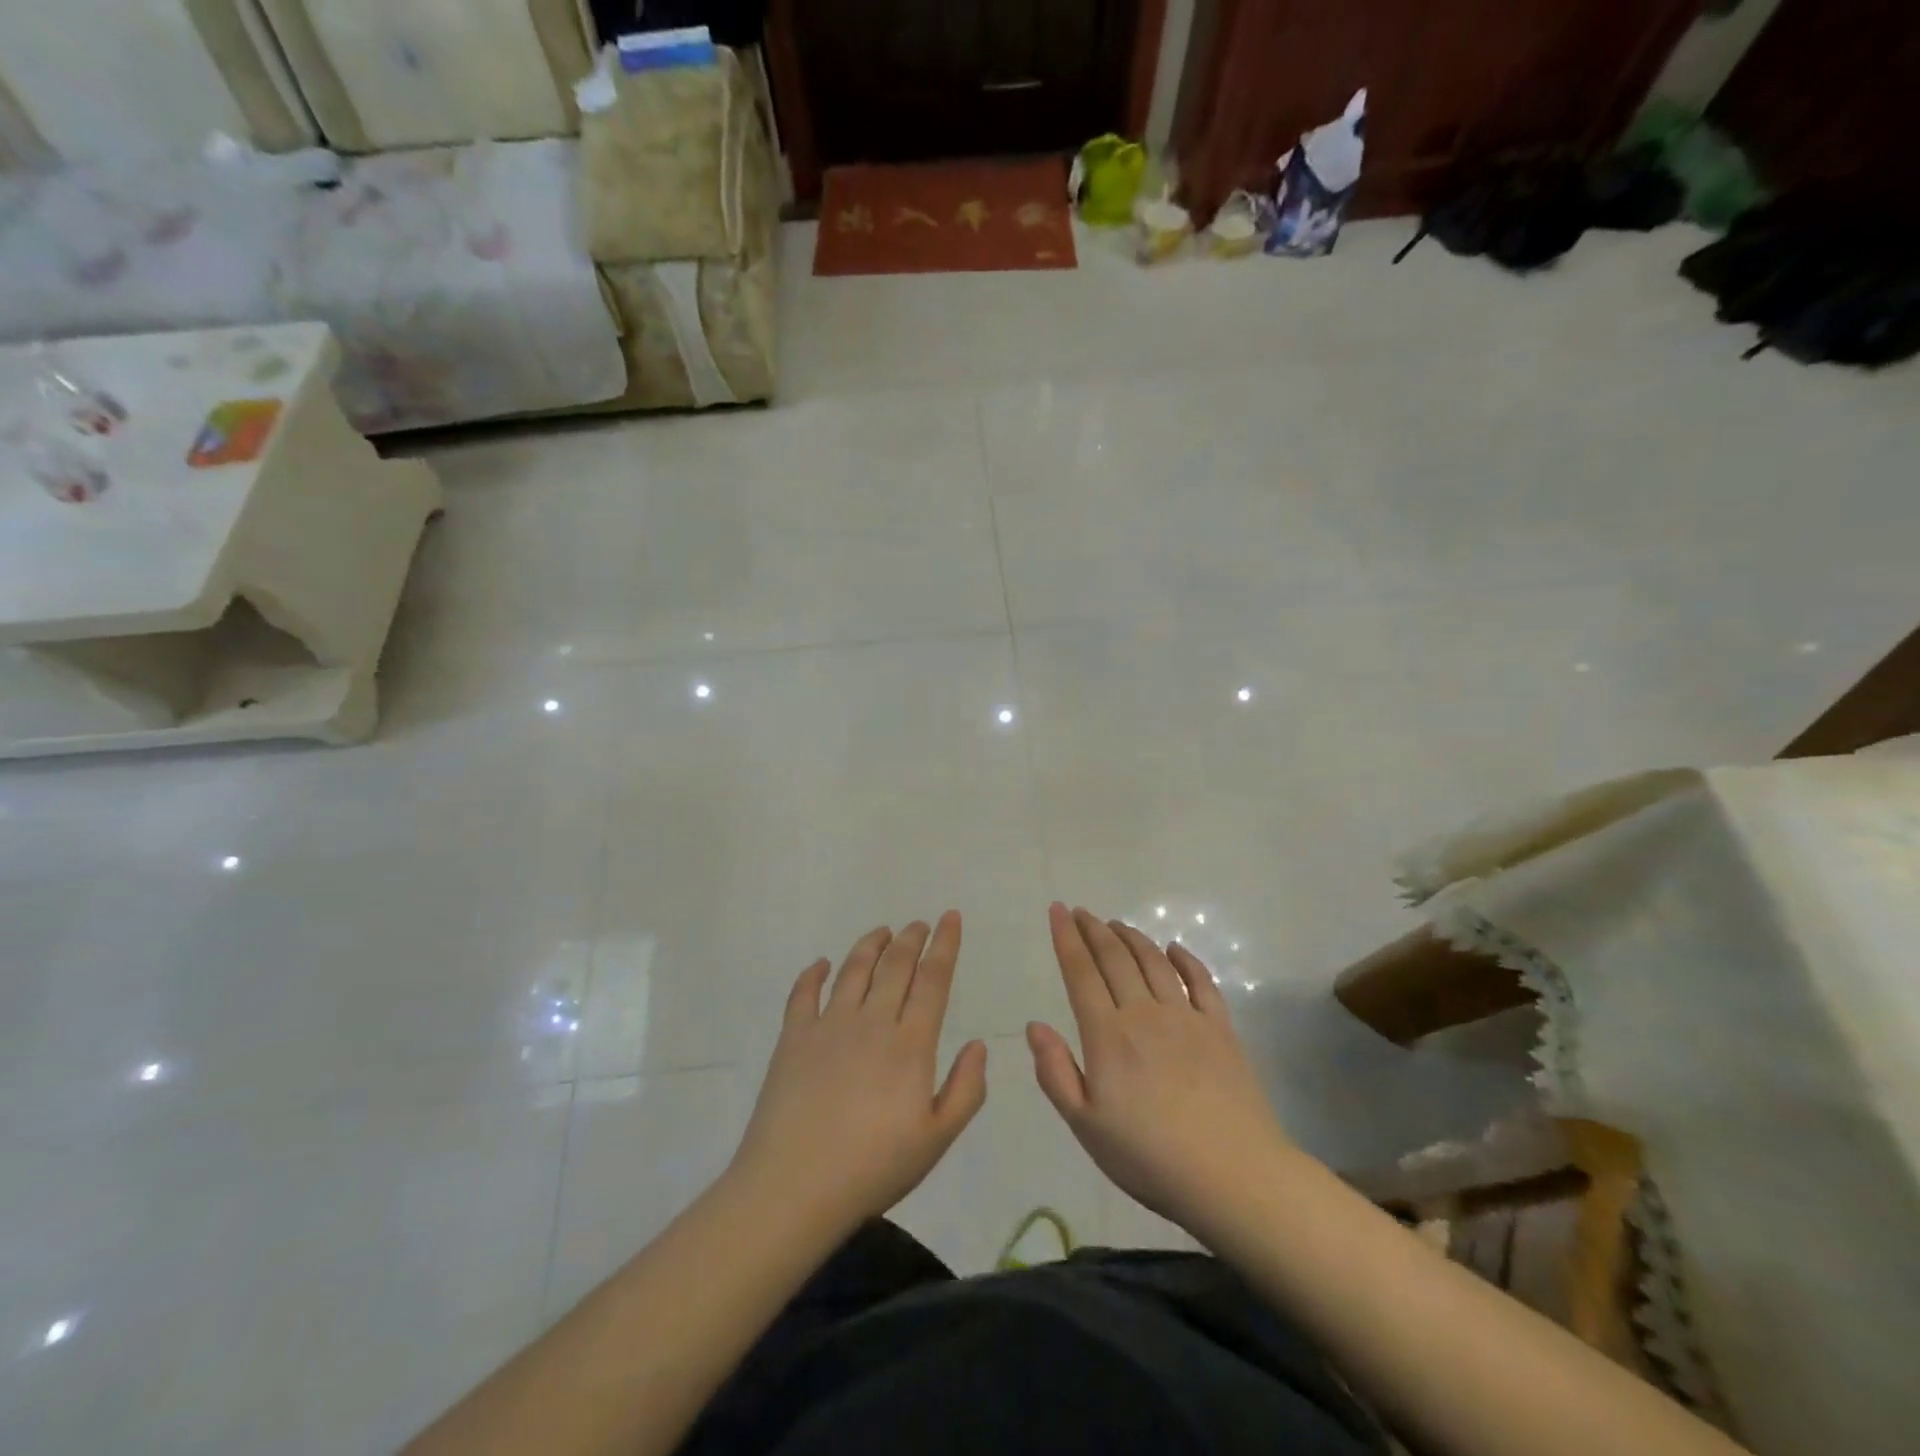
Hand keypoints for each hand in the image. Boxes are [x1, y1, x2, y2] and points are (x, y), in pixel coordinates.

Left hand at [728, 913, 987, 1234]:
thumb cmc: (873, 1168)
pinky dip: (814, 973)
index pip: (932, 980)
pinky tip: (822, 964)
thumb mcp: (936, 1139)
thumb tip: (979, 1045)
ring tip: (882, 931)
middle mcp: (872, 1021)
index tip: (950, 918)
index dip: (944, 945)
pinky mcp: (793, 1037)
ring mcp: (829, 1025)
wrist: (794, 1186)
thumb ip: (966, 1090)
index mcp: (910, 1044)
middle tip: (919, 924)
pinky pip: (804, 993)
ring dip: (871, 944)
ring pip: (854, 969)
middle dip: (911, 938)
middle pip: (895, 965)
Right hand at [1028, 903, 1291, 1237]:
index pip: (1081, 972)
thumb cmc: (1149, 1157)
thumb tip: (1034, 1025)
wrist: (1232, 1175)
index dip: (1066, 938)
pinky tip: (1174, 949)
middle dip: (1094, 929)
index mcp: (1107, 1035)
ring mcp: (1186, 1017)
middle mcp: (1144, 1013)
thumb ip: (1056, 1073)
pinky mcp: (1220, 1029)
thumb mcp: (1086, 1126)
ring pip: (1153, 962)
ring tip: (1116, 924)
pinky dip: (1185, 959)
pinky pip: (1200, 981)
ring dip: (1132, 937)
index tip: (1057, 910)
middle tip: (1081, 911)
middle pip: (1115, 958)